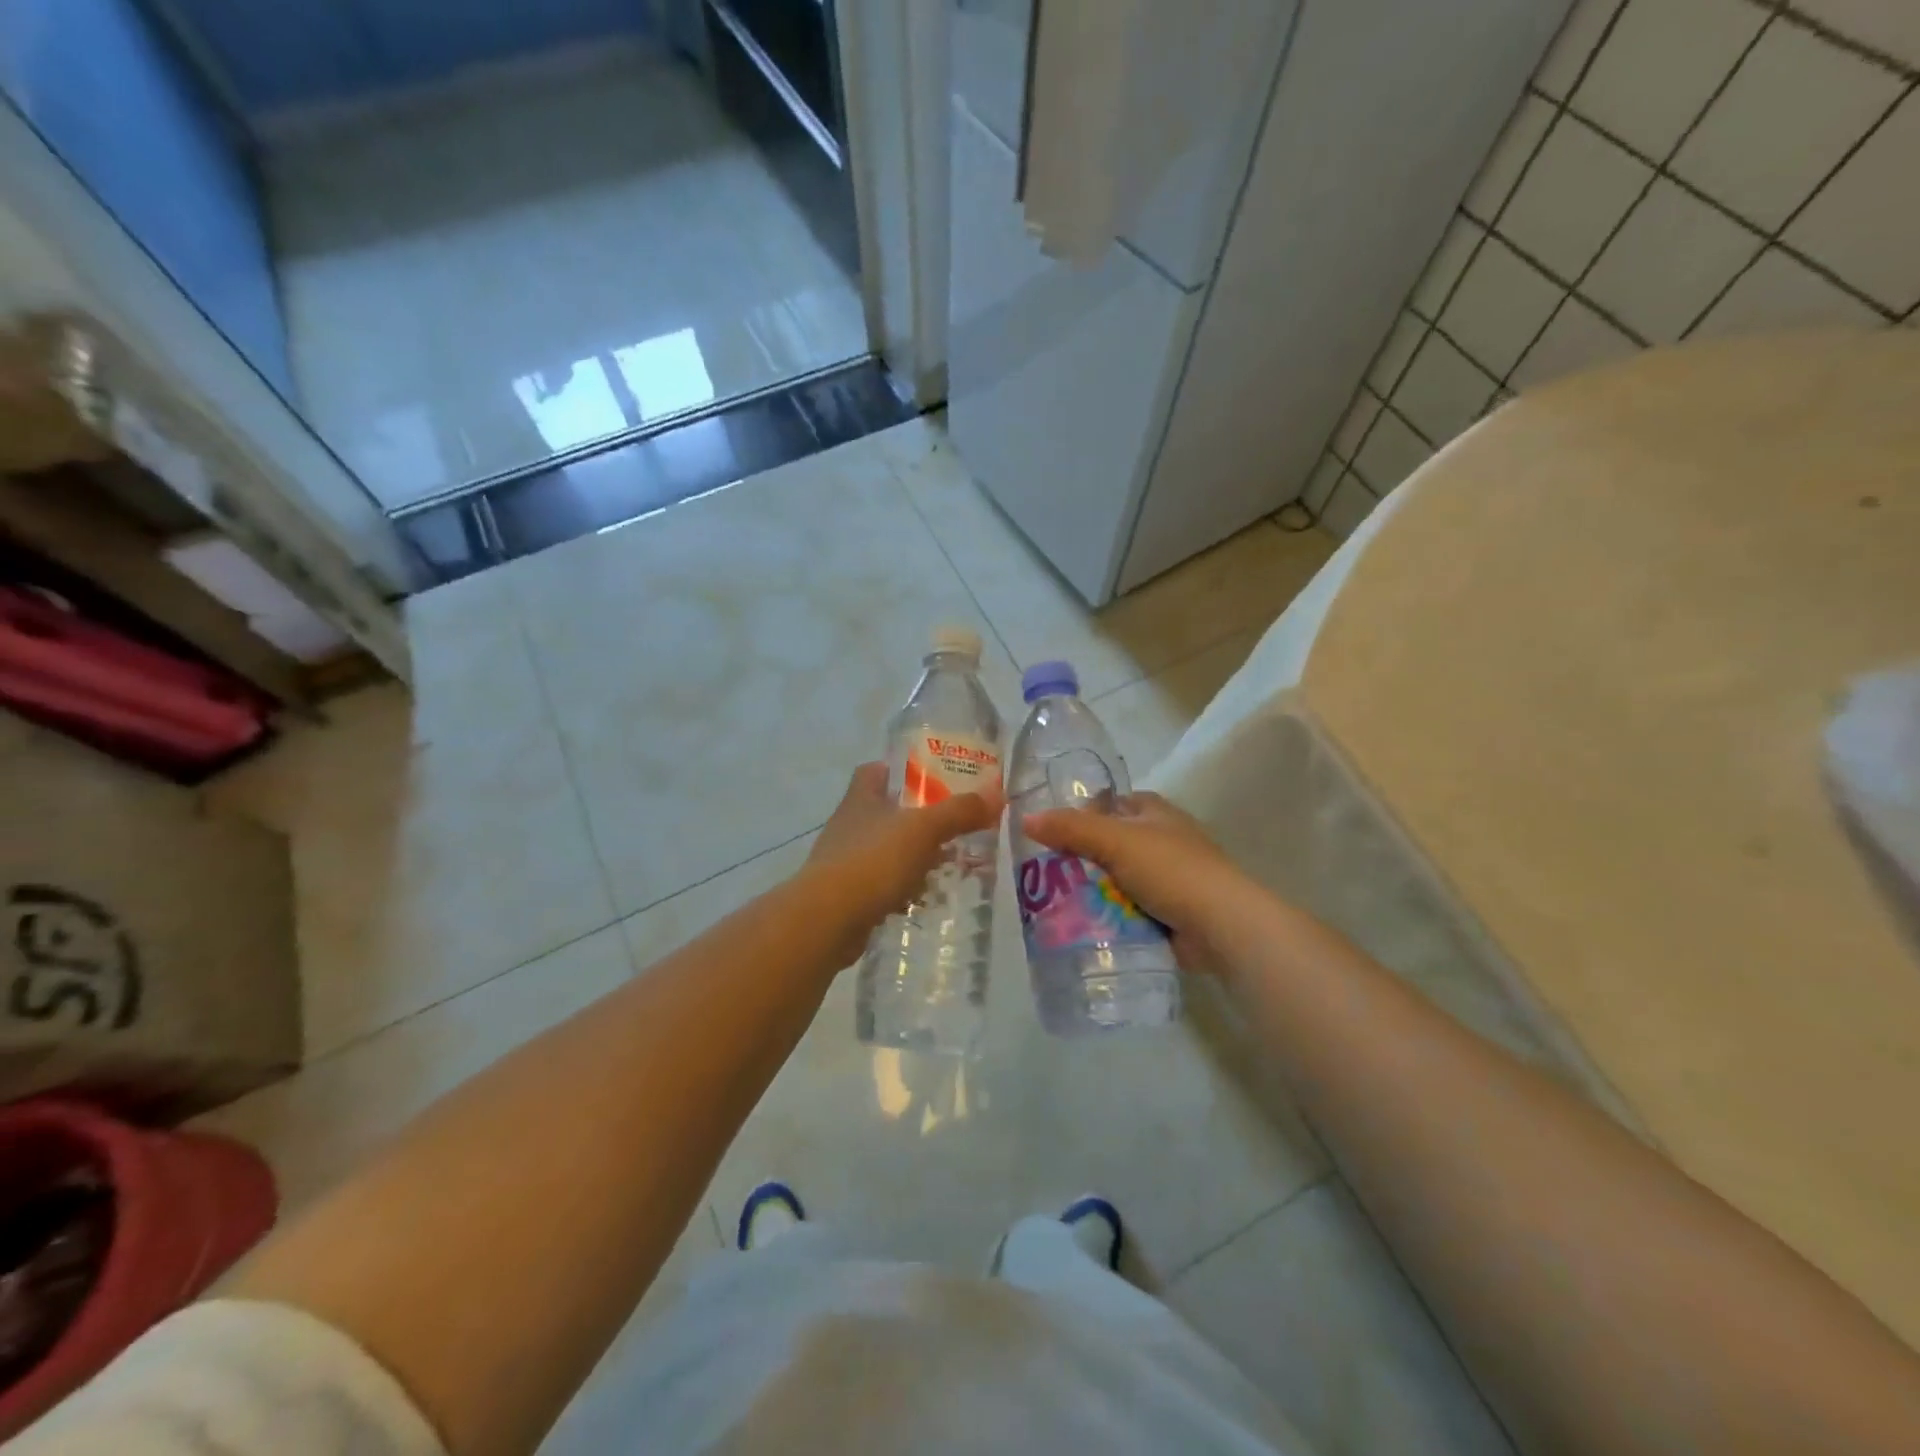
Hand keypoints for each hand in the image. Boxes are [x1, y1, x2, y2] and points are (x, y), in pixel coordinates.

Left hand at [802, 762, 1002, 964]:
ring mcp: (845, 861)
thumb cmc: (872, 861)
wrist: (827, 920)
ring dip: (914, 855)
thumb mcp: (923, 830)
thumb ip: (959, 812)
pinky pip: (883, 884)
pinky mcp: (848, 895)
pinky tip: (927, 896)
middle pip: (886, 811)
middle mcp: (850, 824)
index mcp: (861, 798)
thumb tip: (996, 794)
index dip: (901, 769)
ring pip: (887, 850)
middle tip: (955, 822)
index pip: (876, 771)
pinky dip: (904, 888)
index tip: (932, 776)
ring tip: (950, 861)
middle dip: (918, 817)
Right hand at [1020, 792, 1254, 975]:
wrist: (1221, 926)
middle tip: (1042, 874)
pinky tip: (1080, 926)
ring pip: (1114, 880)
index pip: (1110, 803)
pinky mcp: (1166, 913)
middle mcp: (1160, 840)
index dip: (1081, 814)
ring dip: (1091, 892)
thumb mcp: (1116, 840)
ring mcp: (1165, 879)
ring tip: (1052, 903)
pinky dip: (1108, 917)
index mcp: (1154, 812)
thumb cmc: (1171, 869)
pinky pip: (1126, 910)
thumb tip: (1025, 818)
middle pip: (1108, 845)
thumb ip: (1071, 829)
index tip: (1050, 834)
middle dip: (1080, 859)